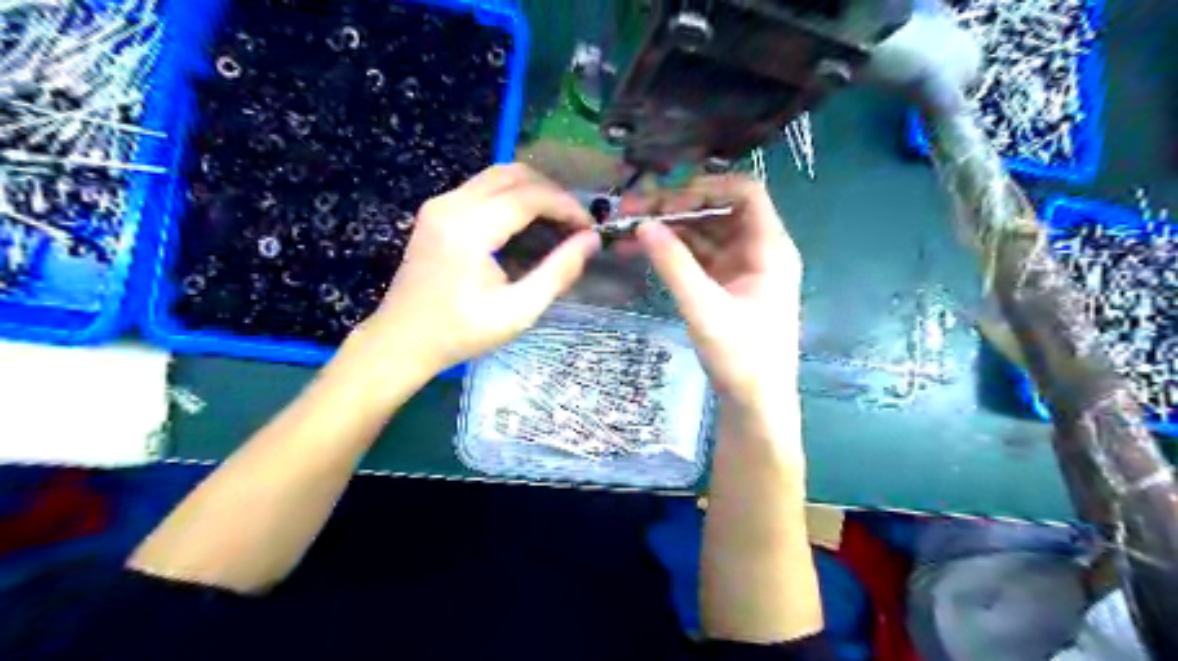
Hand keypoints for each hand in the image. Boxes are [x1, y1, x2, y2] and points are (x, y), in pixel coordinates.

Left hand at [361, 163, 600, 373]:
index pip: (529, 196)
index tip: (589, 227)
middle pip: (513, 174)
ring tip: (556, 221)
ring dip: (532, 190)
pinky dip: (511, 196)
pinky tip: (526, 223)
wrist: (402, 340)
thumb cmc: (461, 332)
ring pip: (497, 175)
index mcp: (469, 229)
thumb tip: (591, 241)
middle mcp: (451, 204)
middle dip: (552, 192)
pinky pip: (482, 188)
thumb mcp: (518, 311)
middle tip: (574, 222)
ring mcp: (439, 204)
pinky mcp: (435, 211)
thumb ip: (558, 272)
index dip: (566, 206)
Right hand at [624, 174, 799, 411]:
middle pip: (718, 210)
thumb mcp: (705, 309)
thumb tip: (643, 224)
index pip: (744, 192)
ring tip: (628, 230)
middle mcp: (759, 249)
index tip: (665, 199)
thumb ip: (674, 265)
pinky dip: (674, 251)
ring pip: (705, 232)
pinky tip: (643, 250)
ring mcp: (742, 266)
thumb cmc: (742, 357)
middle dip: (676, 207)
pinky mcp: (727, 283)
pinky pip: (699, 255)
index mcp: (770, 248)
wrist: (755, 402)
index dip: (705, 188)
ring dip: (670, 229)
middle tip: (633, 211)